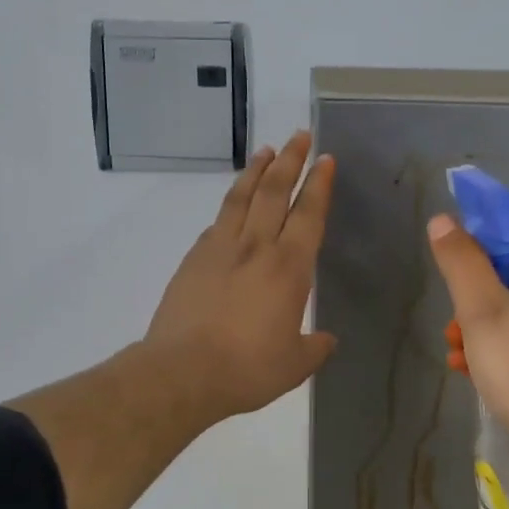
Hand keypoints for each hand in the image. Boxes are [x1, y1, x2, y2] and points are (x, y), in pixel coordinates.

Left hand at [145, 132, 336, 420]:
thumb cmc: (248, 369)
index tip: (325, 160)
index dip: (319, 185)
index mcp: (289, 268)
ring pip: (242, 197)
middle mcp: (256, 247)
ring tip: (266, 151)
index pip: (309, 214)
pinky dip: (230, 205)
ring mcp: (220, 248)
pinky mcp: (193, 259)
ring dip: (256, 170)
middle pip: (275, 191)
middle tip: (300, 136)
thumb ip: (315, 347)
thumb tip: (326, 340)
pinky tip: (232, 204)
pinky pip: (217, 222)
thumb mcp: (295, 364)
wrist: (182, 373)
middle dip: (291, 160)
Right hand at [427, 217, 508, 475]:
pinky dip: (503, 347)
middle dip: (473, 304)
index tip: (458, 296)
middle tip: (456, 335)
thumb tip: (443, 219)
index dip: (474, 262)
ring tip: (461, 360)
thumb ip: (460, 261)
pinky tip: (479, 374)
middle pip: (507, 276)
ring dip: (481, 330)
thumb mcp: (480, 310)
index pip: (505, 240)